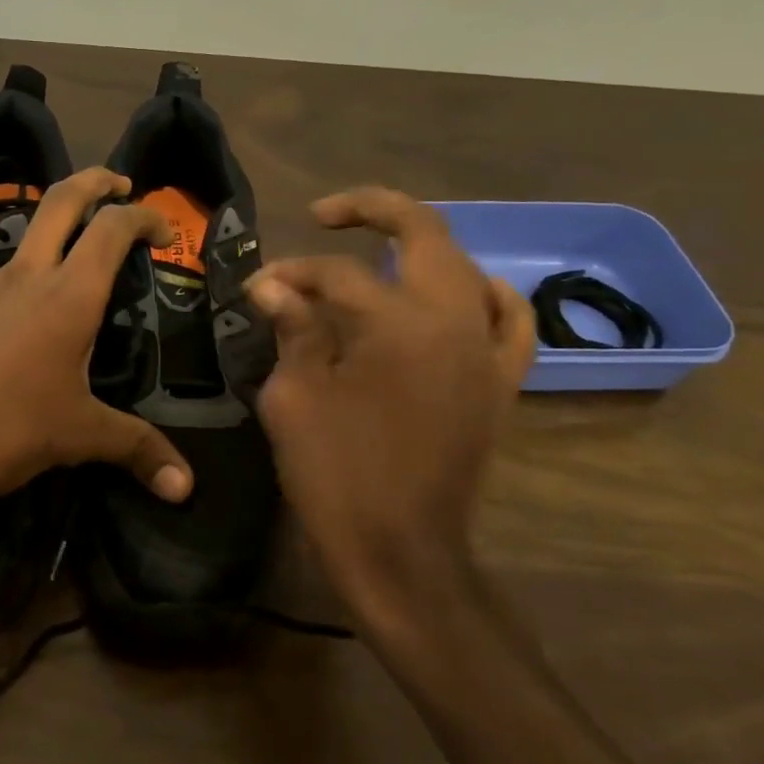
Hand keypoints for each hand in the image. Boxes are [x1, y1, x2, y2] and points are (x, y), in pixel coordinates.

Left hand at [0, 168, 192, 521]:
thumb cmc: (5, 428)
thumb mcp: (78, 436)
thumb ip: (136, 449)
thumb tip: (185, 486)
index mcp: (67, 296)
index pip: (112, 229)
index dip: (144, 217)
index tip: (165, 230)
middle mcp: (25, 277)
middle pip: (62, 201)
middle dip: (95, 182)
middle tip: (120, 183)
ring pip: (26, 240)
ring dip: (56, 235)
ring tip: (76, 271)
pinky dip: (24, 281)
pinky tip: (25, 324)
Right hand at [246, 188, 533, 635]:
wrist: (401, 552)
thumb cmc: (335, 476)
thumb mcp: (293, 398)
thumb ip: (292, 331)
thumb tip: (274, 287)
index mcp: (396, 324)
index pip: (335, 275)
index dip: (289, 276)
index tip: (256, 290)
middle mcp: (453, 321)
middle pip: (422, 234)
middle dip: (371, 211)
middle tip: (327, 214)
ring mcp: (485, 350)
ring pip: (465, 266)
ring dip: (422, 245)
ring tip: (382, 247)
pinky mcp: (500, 382)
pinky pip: (507, 319)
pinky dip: (483, 293)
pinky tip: (457, 291)